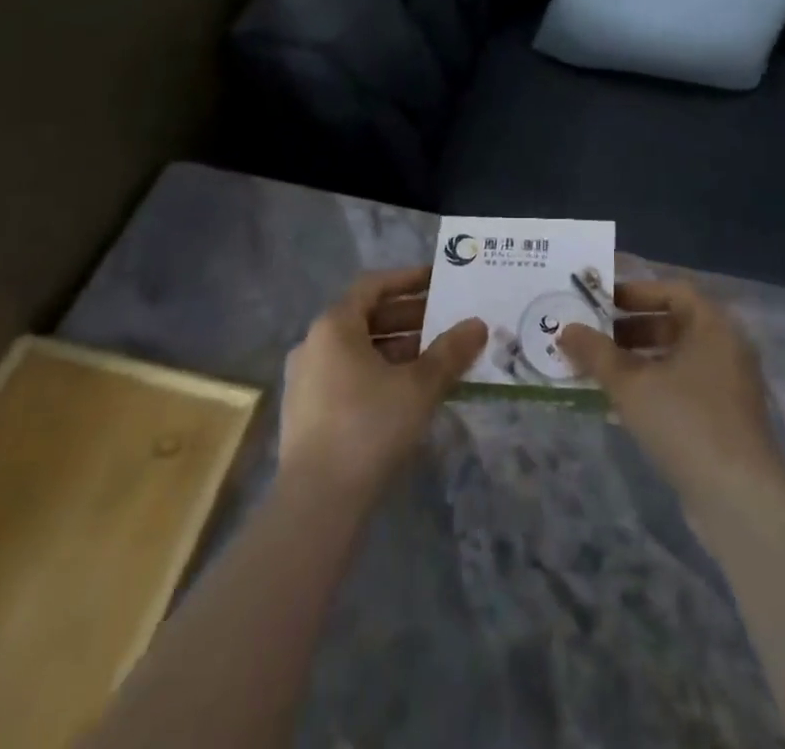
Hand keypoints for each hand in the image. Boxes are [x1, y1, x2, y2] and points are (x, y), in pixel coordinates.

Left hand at [279, 266, 484, 502]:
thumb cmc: (369, 426)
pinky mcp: (306, 414)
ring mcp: (305, 381)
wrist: (317, 504)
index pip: (373, 285)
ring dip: (397, 349)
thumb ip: (450, 351)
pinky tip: (409, 393)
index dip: (407, 279)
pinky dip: (379, 373)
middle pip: (366, 318)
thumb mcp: (420, 386)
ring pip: (358, 351)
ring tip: (435, 358)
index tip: (438, 280)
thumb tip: (478, 325)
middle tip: (446, 321)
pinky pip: (348, 377)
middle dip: (408, 318)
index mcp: (334, 326)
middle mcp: (313, 345)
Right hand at [560, 279, 784, 530]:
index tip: (601, 302)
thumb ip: (596, 353)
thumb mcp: (631, 384)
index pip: (673, 291)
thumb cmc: (686, 422)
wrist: (739, 499)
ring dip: (637, 362)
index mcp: (713, 326)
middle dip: (630, 329)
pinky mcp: (724, 421)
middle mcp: (726, 348)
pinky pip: (683, 389)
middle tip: (594, 338)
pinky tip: (620, 406)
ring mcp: (728, 387)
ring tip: (598, 372)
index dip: (635, 292)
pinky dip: (653, 388)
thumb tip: (566, 329)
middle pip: (674, 324)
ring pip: (676, 360)